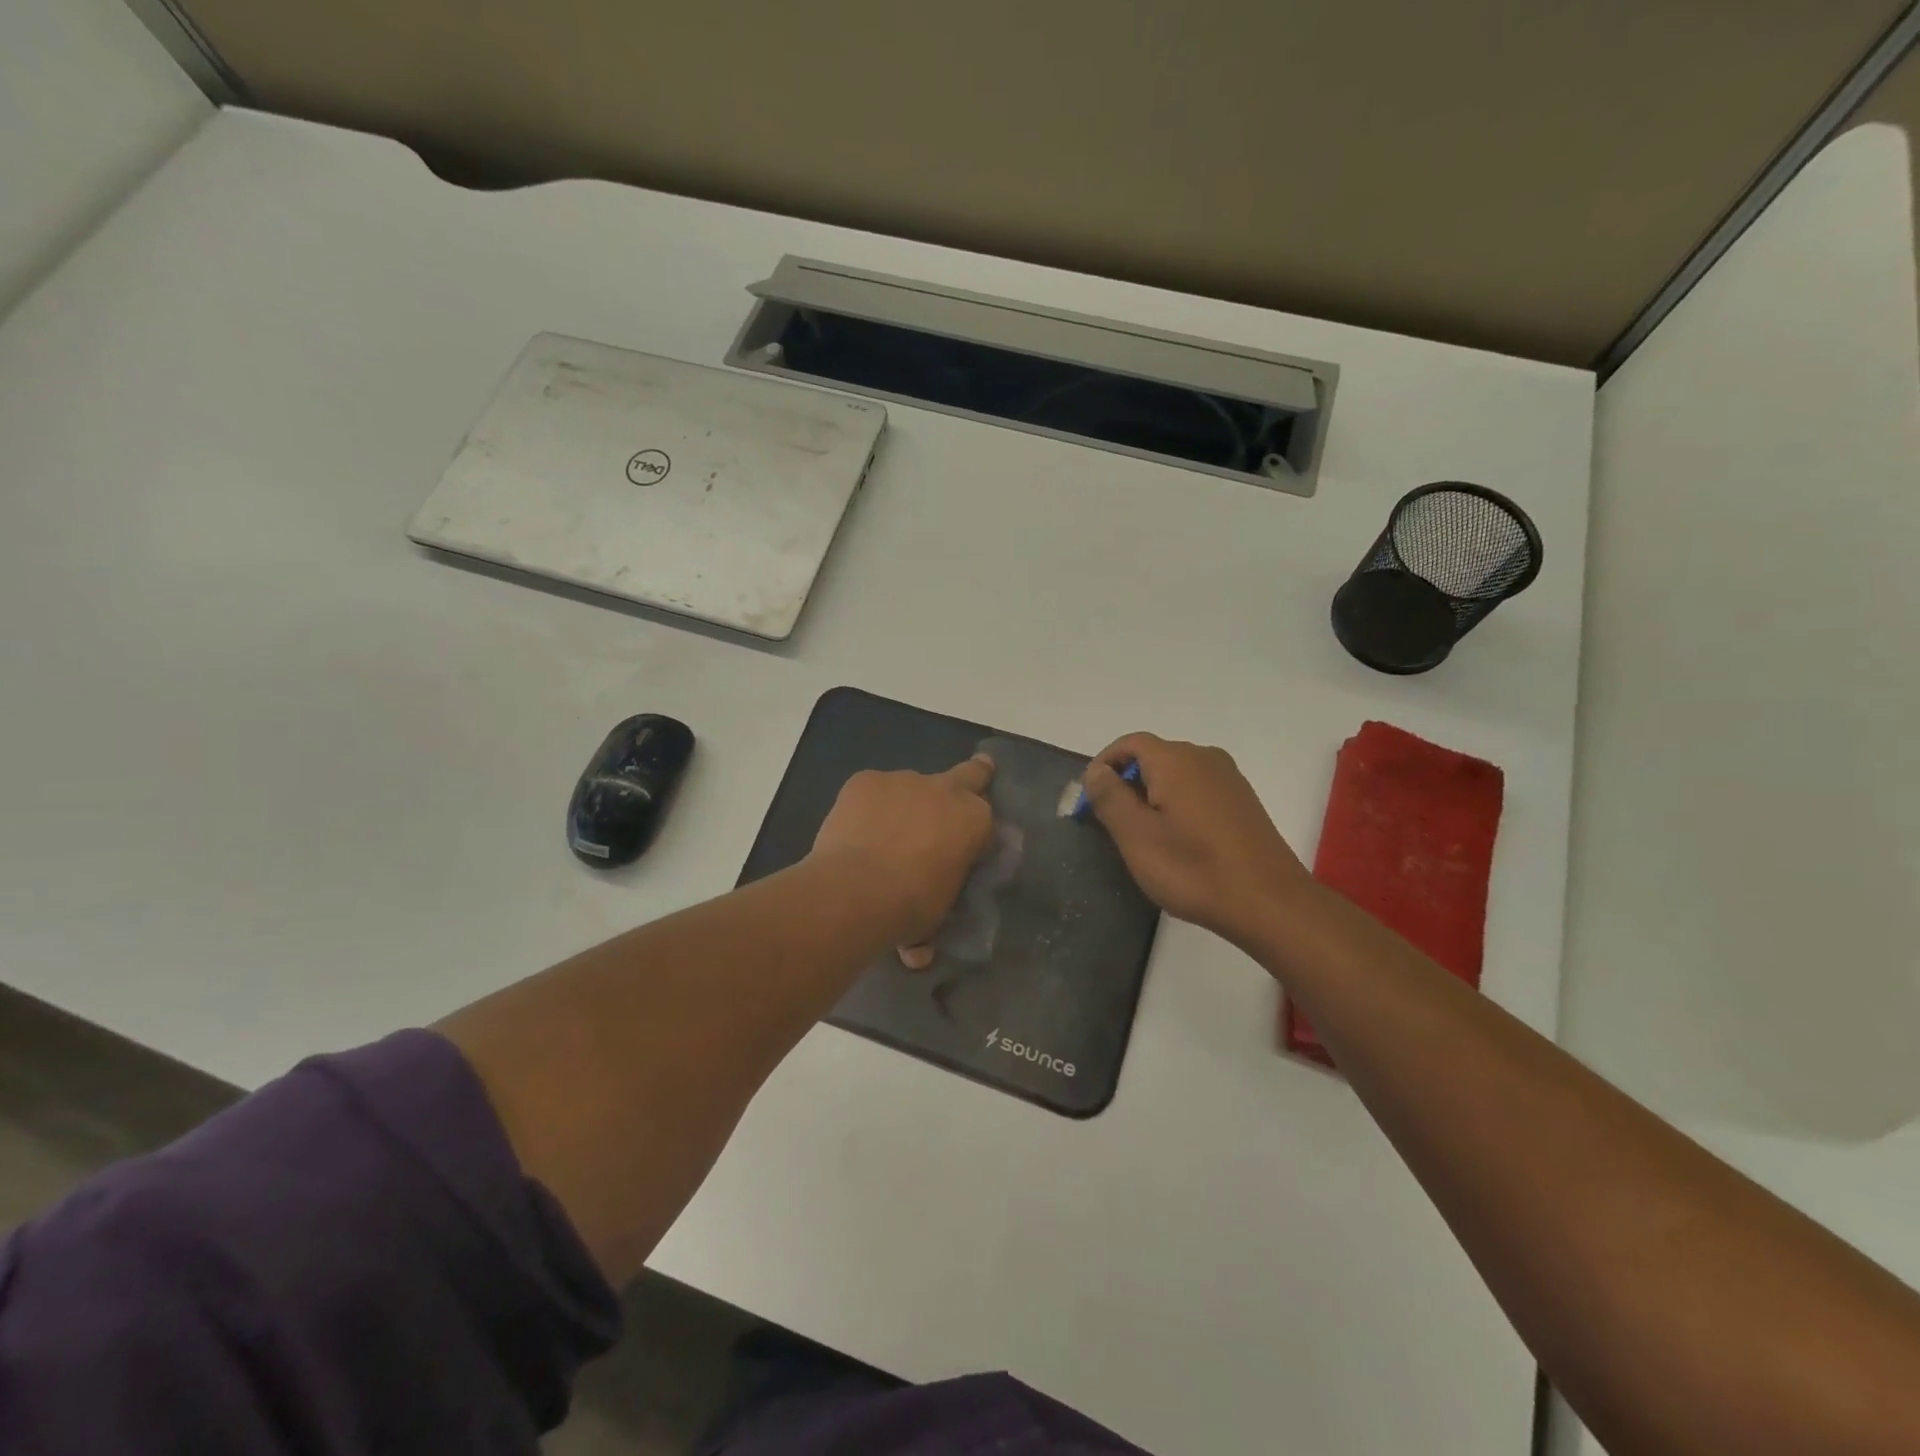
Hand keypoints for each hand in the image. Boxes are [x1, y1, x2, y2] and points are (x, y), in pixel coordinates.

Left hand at [809, 756, 996, 958]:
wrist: (854, 892)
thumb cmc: (909, 907)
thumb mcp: (938, 914)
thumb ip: (934, 913)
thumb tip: (920, 951)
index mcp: (974, 821)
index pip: (987, 819)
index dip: (976, 832)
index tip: (966, 848)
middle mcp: (945, 790)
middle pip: (969, 774)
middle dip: (972, 779)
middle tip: (958, 797)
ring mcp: (903, 780)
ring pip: (911, 789)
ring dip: (904, 808)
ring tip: (881, 840)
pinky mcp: (865, 780)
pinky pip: (872, 792)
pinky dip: (867, 808)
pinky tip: (854, 834)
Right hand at [1081, 733, 1312, 946]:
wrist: (1270, 903)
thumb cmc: (1193, 869)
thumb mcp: (1136, 836)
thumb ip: (1110, 797)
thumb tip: (1096, 771)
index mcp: (1175, 760)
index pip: (1130, 743)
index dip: (1104, 764)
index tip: (1090, 799)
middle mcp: (1204, 758)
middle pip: (1154, 757)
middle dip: (1127, 783)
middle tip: (1111, 823)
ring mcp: (1229, 779)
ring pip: (1177, 775)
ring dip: (1152, 796)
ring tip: (1143, 836)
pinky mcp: (1243, 802)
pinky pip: (1198, 791)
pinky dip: (1178, 806)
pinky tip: (1179, 842)